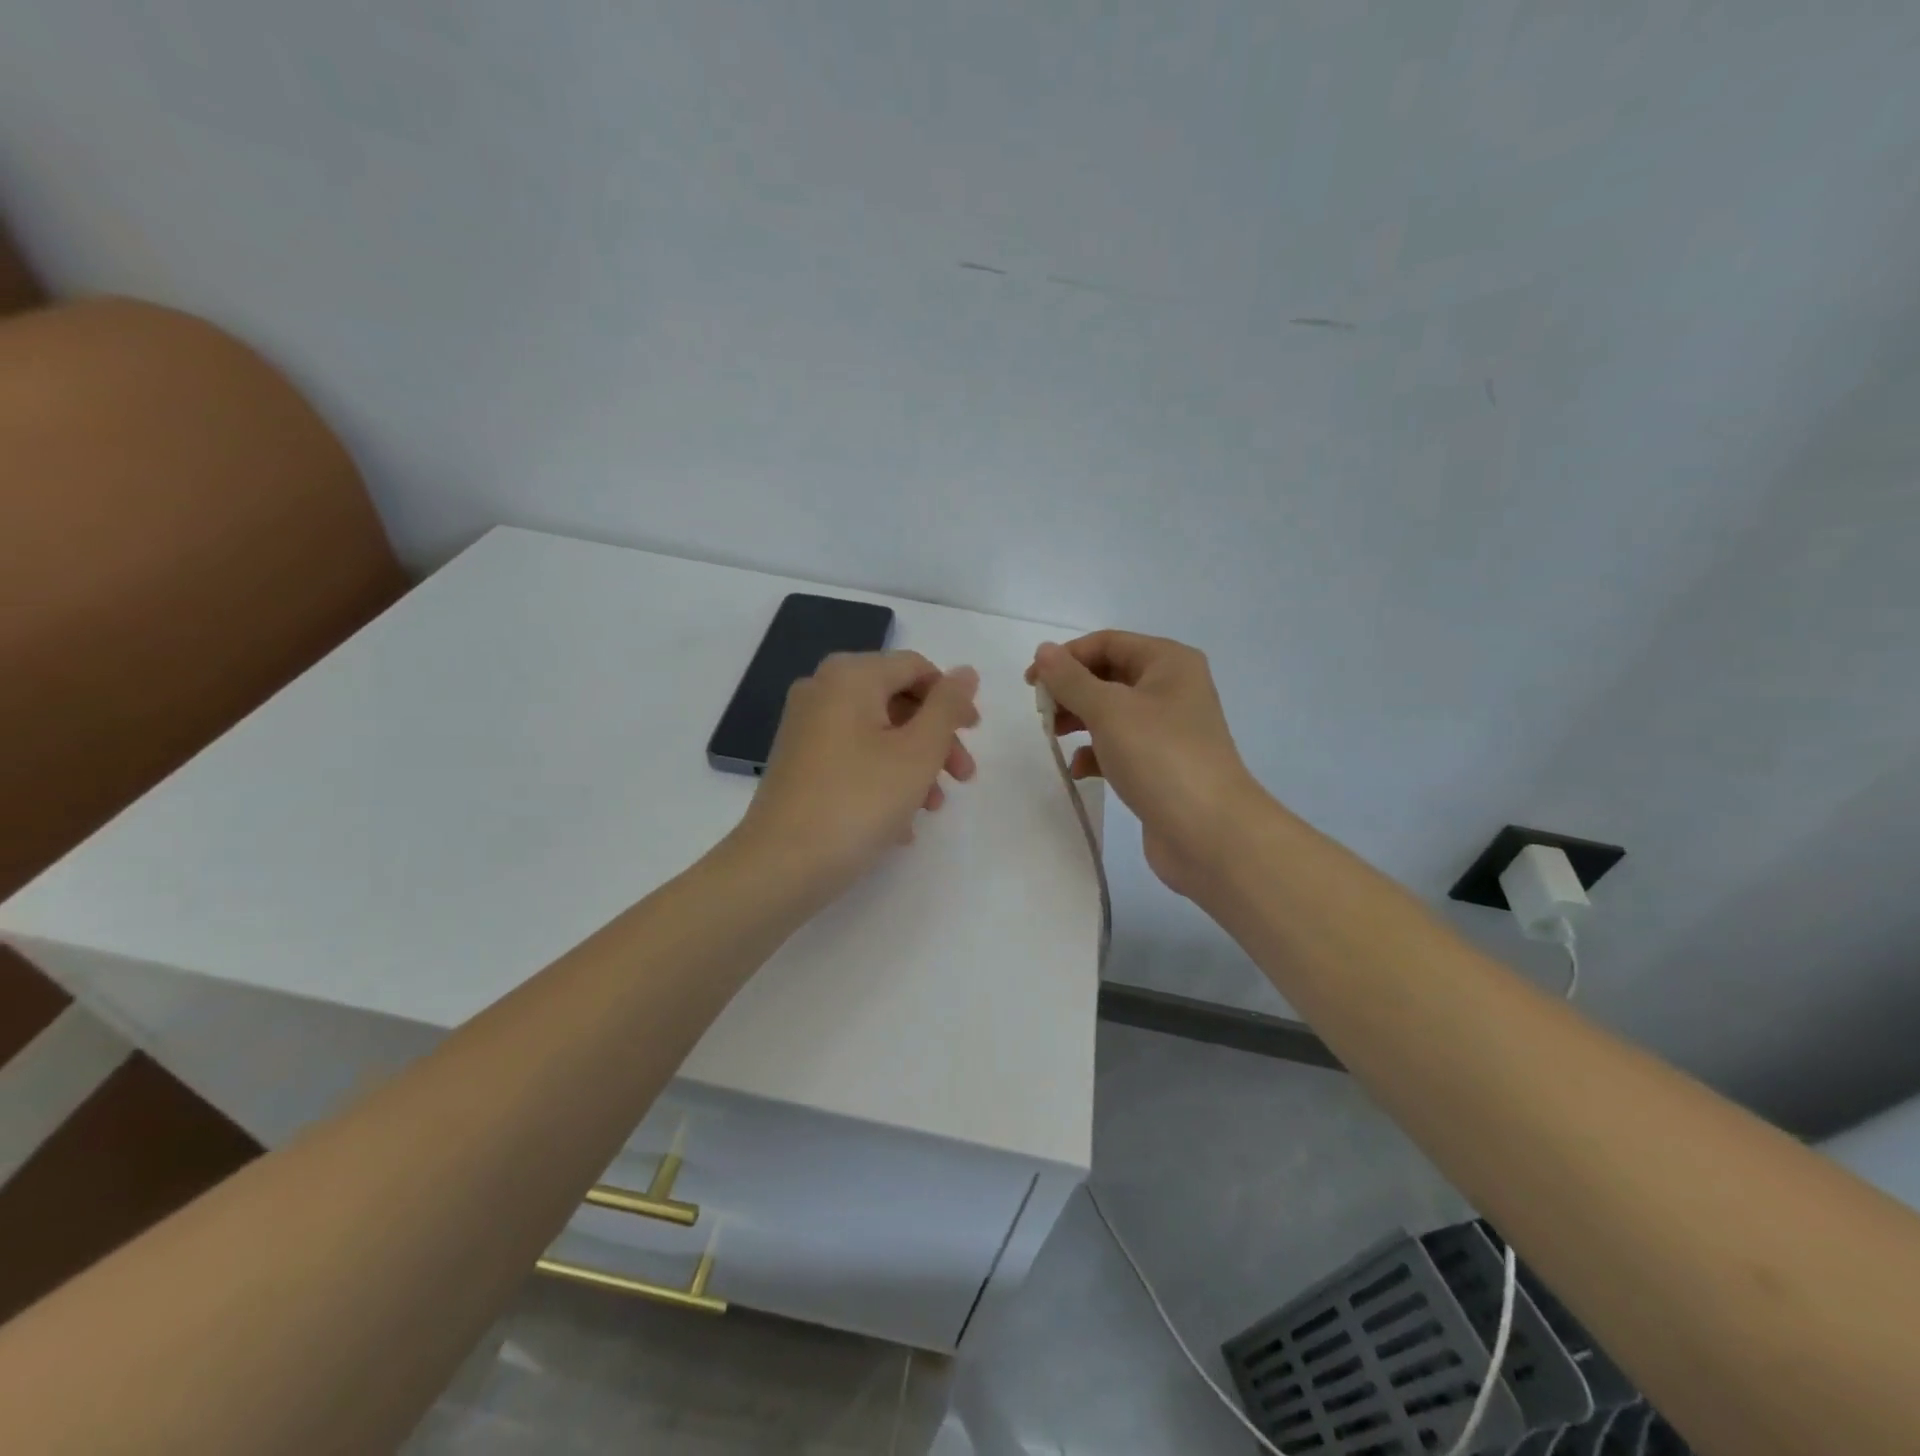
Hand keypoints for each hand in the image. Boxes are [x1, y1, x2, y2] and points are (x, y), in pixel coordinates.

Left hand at [733, 650, 979, 899]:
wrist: (781, 866)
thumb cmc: (859, 801)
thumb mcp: (919, 752)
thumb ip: (948, 706)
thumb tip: (966, 671)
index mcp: (850, 676)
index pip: (916, 667)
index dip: (952, 699)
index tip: (975, 737)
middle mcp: (822, 690)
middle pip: (897, 700)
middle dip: (936, 739)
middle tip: (962, 778)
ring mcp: (805, 727)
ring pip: (877, 734)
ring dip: (914, 766)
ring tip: (931, 808)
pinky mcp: (798, 762)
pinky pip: (853, 758)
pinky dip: (882, 780)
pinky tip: (899, 824)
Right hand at [1027, 632, 1263, 898]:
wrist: (1210, 833)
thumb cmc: (1159, 757)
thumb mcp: (1109, 710)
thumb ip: (1071, 679)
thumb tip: (1043, 650)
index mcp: (1168, 662)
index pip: (1107, 643)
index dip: (1066, 657)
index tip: (1031, 683)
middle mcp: (1172, 689)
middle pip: (1109, 675)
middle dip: (1071, 690)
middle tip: (1041, 712)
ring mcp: (1169, 730)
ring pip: (1112, 713)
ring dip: (1079, 721)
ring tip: (1053, 737)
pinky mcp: (1161, 765)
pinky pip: (1120, 747)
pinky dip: (1096, 754)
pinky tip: (1080, 770)